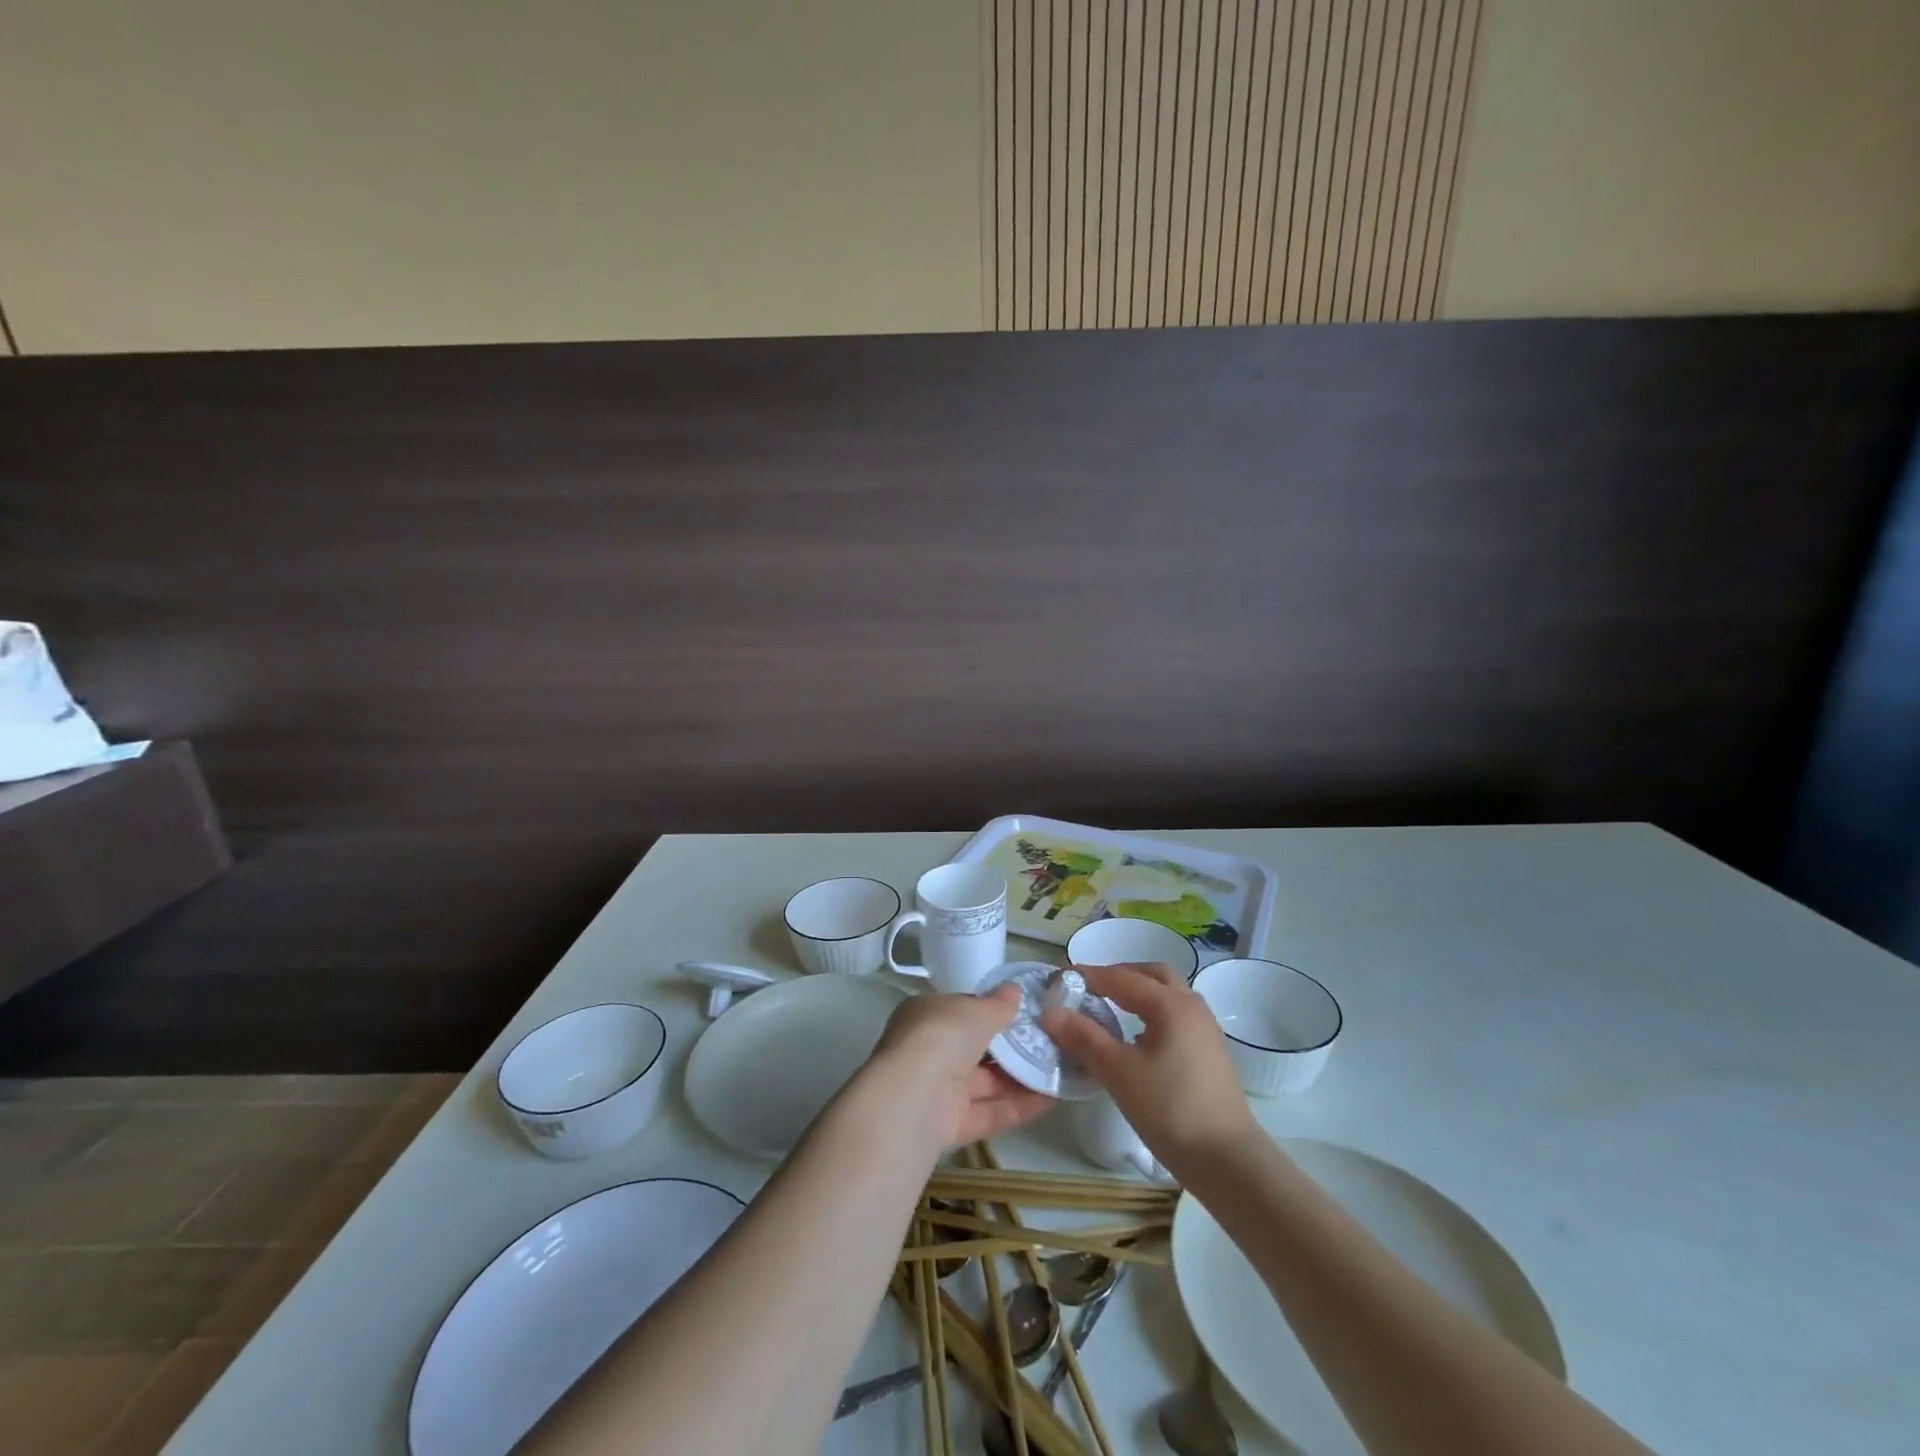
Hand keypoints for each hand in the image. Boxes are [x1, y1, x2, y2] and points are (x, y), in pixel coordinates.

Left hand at [865, 984, 1054, 1148]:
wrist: (913, 1097)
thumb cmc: (942, 1035)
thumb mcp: (975, 1010)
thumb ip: (997, 1004)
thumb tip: (1014, 990)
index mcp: (926, 1015)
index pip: (961, 1011)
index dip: (990, 1012)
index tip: (1024, 1014)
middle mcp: (928, 1051)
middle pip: (974, 1050)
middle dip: (1010, 1049)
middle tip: (1049, 1043)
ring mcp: (937, 1090)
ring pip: (984, 1084)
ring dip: (1020, 1079)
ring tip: (1058, 1071)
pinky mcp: (949, 1126)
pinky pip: (988, 1113)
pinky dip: (1018, 1108)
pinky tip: (1051, 1100)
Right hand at [1041, 962, 1255, 1174]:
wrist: (1228, 1160)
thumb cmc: (1170, 1110)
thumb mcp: (1118, 1072)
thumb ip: (1084, 1038)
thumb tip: (1050, 1012)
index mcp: (1170, 1004)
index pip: (1121, 977)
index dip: (1088, 976)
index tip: (1059, 979)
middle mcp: (1191, 1006)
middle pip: (1152, 975)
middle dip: (1119, 975)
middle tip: (1090, 988)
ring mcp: (1205, 1029)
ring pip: (1168, 995)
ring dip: (1138, 993)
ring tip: (1110, 1010)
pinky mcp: (1210, 1052)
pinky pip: (1176, 1016)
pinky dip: (1152, 1013)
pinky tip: (1136, 1039)